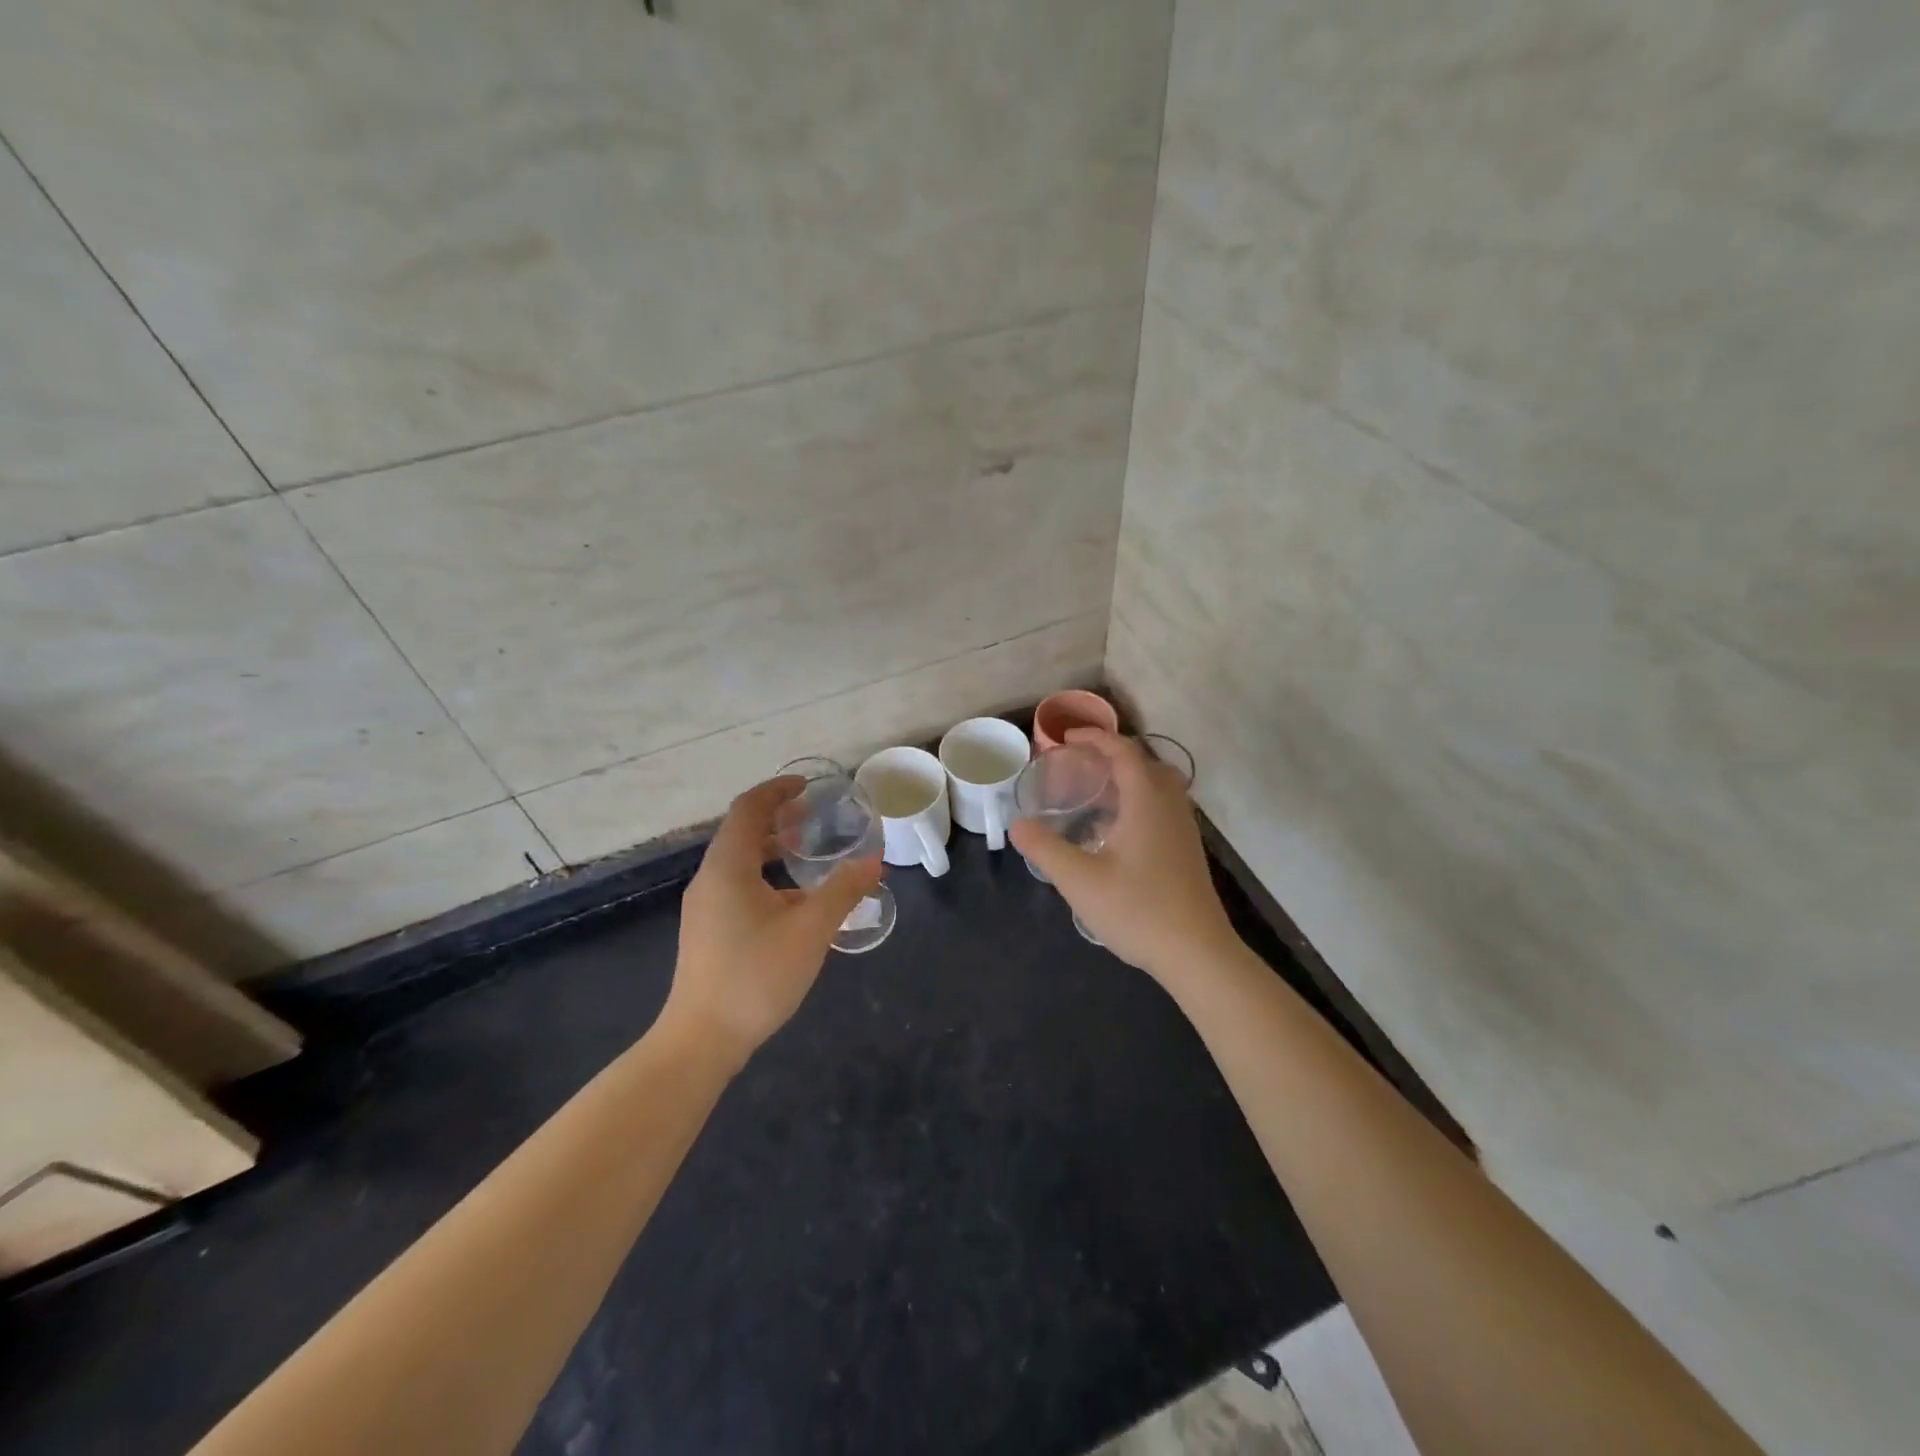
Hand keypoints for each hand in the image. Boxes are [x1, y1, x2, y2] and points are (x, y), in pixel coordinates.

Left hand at [662, 776, 882, 1066]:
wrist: (701, 1040)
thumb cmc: (755, 976)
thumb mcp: (810, 931)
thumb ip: (844, 891)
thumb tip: (874, 861)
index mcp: (728, 867)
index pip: (748, 809)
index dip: (777, 790)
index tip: (808, 786)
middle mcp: (710, 879)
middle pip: (742, 832)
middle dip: (778, 819)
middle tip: (816, 819)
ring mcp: (705, 907)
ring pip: (739, 862)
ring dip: (772, 850)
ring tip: (809, 855)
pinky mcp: (707, 931)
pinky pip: (737, 886)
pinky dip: (766, 877)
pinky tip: (794, 903)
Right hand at [1009, 728, 1237, 981]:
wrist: (1197, 953)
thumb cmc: (1138, 910)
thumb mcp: (1080, 880)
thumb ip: (1045, 848)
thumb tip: (1017, 824)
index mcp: (1147, 801)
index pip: (1124, 751)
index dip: (1095, 737)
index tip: (1066, 738)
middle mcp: (1170, 806)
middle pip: (1146, 762)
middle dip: (1112, 754)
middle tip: (1080, 763)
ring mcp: (1184, 829)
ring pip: (1159, 785)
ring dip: (1129, 777)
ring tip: (1097, 791)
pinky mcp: (1188, 850)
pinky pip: (1164, 806)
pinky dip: (1140, 799)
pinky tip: (1117, 829)